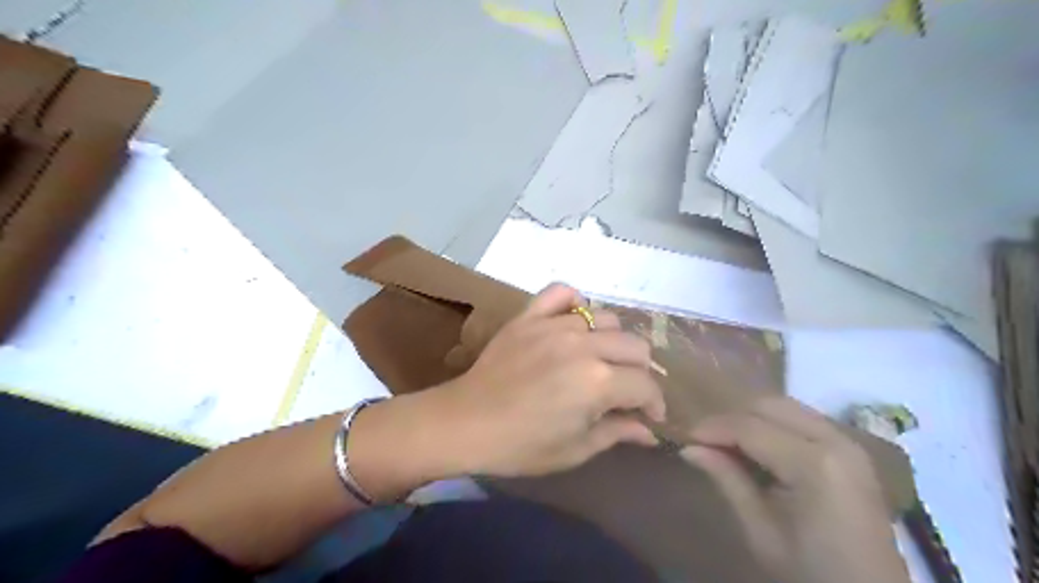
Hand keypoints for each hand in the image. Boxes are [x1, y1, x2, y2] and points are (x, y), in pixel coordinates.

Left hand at [433, 283, 664, 478]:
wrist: (465, 423)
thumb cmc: (521, 446)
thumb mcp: (576, 449)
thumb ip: (618, 433)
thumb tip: (649, 430)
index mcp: (598, 382)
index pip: (645, 385)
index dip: (654, 403)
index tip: (649, 415)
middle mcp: (583, 345)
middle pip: (634, 345)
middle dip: (639, 371)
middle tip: (625, 389)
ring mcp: (554, 325)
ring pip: (605, 318)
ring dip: (610, 340)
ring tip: (598, 358)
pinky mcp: (529, 316)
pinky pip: (561, 292)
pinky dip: (573, 302)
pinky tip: (573, 321)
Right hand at [684, 399, 911, 582]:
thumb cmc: (811, 571)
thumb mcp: (762, 531)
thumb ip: (728, 480)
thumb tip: (689, 448)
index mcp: (815, 464)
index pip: (749, 427)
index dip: (712, 428)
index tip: (685, 436)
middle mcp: (835, 440)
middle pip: (769, 405)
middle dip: (731, 417)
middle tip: (704, 439)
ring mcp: (848, 441)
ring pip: (785, 406)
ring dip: (752, 417)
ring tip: (726, 441)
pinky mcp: (851, 448)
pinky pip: (802, 419)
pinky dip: (773, 423)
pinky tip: (757, 445)